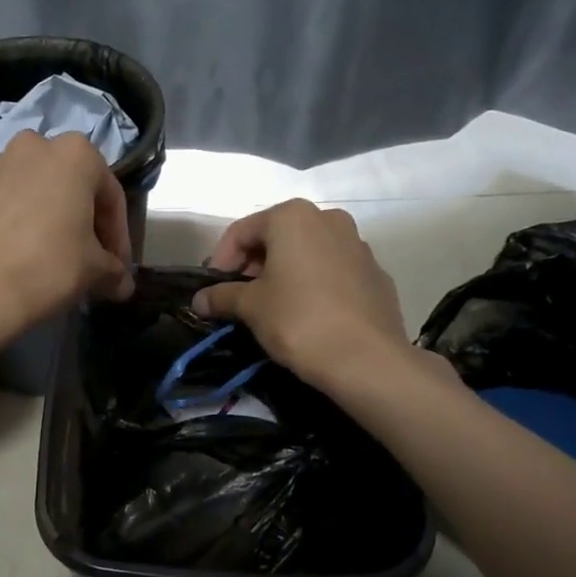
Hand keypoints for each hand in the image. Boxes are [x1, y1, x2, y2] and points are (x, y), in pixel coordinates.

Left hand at [0, 131, 134, 349]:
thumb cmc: (48, 267)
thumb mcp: (95, 271)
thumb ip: (115, 271)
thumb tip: (122, 284)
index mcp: (75, 154)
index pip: (110, 195)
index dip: (118, 235)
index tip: (118, 266)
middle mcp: (33, 146)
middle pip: (69, 185)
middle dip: (81, 220)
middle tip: (86, 258)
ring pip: (32, 191)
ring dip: (45, 218)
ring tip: (48, 257)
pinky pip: (0, 204)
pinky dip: (13, 224)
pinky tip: (14, 256)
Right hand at [194, 200, 455, 396]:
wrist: (367, 359)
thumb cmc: (298, 320)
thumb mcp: (251, 307)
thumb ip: (222, 296)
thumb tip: (199, 300)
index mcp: (293, 217)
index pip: (242, 231)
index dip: (221, 260)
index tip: (213, 290)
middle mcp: (328, 219)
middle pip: (277, 237)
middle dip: (253, 265)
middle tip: (239, 298)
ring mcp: (358, 245)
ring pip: (307, 253)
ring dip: (284, 273)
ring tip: (271, 307)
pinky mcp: (376, 274)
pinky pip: (333, 272)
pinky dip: (314, 285)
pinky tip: (307, 315)